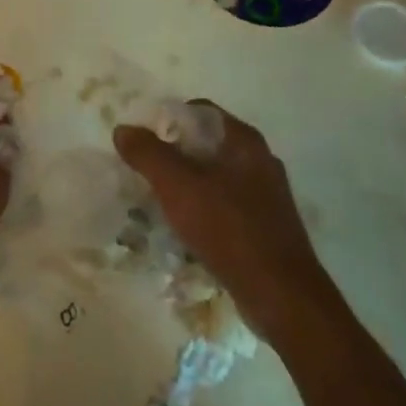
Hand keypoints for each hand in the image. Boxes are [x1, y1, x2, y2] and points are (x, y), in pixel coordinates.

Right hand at [113, 103, 322, 325]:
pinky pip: (224, 205)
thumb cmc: (229, 229)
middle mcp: (259, 161)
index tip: (142, 142)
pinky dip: (201, 209)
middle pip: (205, 144)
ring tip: (156, 202)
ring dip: (184, 185)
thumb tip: (123, 129)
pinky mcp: (265, 225)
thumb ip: (148, 154)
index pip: (199, 111)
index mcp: (244, 141)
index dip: (167, 120)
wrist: (281, 295)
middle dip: (172, 155)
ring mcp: (266, 195)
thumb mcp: (178, 186)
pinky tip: (183, 229)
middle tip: (143, 172)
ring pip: (214, 177)